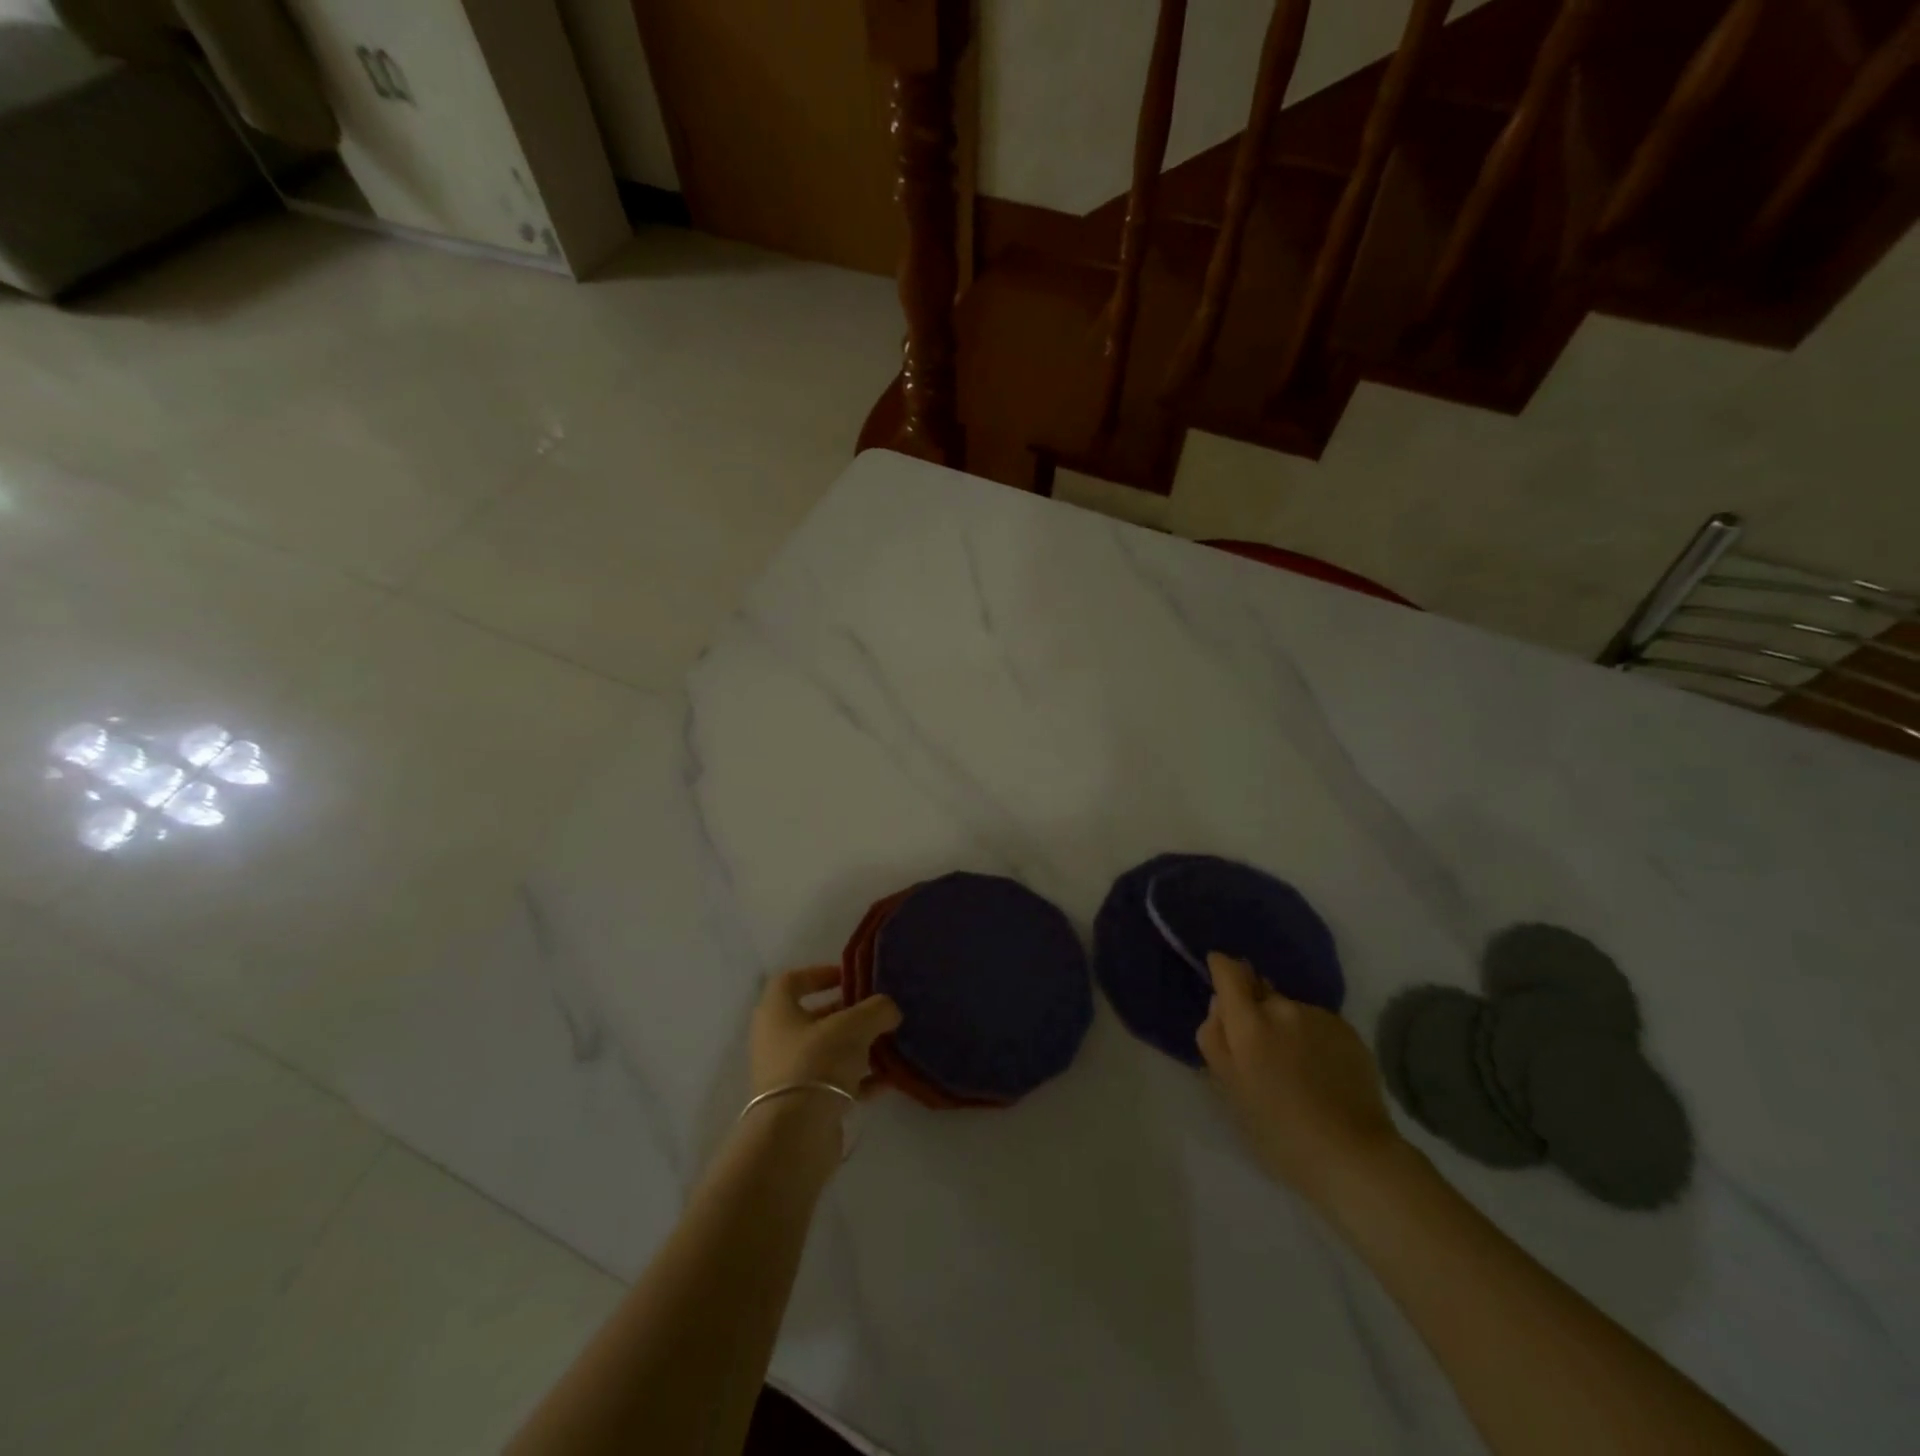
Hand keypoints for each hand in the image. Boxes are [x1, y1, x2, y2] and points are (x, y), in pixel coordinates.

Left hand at [749, 966, 902, 1102]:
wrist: (796, 1135)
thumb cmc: (817, 1063)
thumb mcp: (853, 1026)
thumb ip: (876, 1010)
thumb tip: (889, 1009)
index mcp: (776, 1012)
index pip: (792, 981)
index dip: (820, 973)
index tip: (850, 977)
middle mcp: (777, 1041)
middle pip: (814, 1018)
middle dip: (848, 1013)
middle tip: (878, 1011)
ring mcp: (789, 1075)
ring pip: (827, 1052)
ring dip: (857, 1047)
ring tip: (889, 1043)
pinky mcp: (804, 1106)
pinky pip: (835, 1083)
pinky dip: (860, 1079)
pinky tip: (888, 1079)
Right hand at [1198, 953, 1405, 1205]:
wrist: (1353, 1155)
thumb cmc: (1278, 1130)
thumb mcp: (1229, 1088)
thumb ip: (1215, 1037)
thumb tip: (1219, 1004)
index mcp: (1248, 1023)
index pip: (1229, 972)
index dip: (1222, 967)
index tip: (1220, 974)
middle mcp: (1283, 1008)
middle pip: (1260, 992)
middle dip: (1255, 1010)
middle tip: (1261, 1050)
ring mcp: (1318, 1017)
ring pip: (1290, 1010)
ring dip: (1286, 1026)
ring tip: (1296, 1067)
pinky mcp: (1348, 1030)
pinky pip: (1317, 1023)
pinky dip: (1312, 1038)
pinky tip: (1321, 1072)